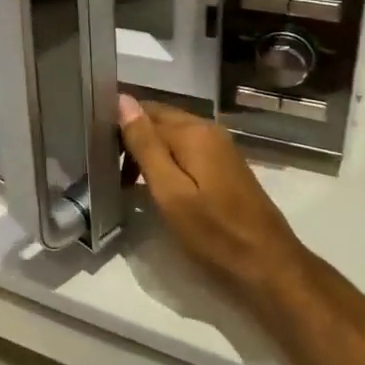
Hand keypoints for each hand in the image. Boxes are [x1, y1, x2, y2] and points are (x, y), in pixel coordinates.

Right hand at [119, 95, 308, 304]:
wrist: (268, 265)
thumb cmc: (214, 232)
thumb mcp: (170, 192)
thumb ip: (145, 144)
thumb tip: (122, 100)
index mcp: (192, 131)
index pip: (143, 110)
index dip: (118, 126)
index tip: (95, 148)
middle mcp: (207, 129)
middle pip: (159, 119)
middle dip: (132, 136)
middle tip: (106, 166)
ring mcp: (219, 147)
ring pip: (171, 135)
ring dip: (147, 150)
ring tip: (125, 180)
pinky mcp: (224, 165)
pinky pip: (185, 149)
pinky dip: (166, 160)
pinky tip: (154, 184)